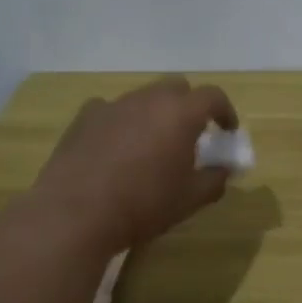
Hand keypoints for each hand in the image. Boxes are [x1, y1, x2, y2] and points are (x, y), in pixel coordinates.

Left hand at [30, 76, 238, 251]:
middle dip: (188, 105)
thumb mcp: (191, 199)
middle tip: (190, 133)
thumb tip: (223, 170)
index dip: (225, 112)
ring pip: (143, 97)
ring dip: (154, 113)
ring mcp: (113, 105)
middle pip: (177, 87)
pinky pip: (110, 110)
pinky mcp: (84, 118)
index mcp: (181, 113)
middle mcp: (149, 99)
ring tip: (151, 144)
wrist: (75, 215)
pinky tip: (115, 147)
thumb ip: (215, 179)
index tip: (226, 132)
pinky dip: (121, 121)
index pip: (213, 97)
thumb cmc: (144, 205)